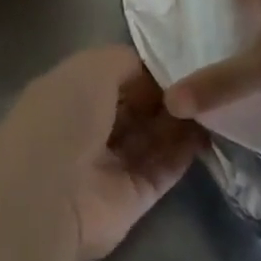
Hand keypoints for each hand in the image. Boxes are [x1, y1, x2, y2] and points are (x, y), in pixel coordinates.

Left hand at [0, 47, 203, 260]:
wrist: (47, 196)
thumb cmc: (63, 118)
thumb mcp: (91, 68)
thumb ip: (124, 62)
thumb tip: (154, 71)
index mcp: (68, 93)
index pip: (113, 76)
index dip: (145, 70)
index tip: (182, 61)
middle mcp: (86, 128)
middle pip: (134, 108)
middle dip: (165, 96)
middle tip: (203, 84)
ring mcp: (108, 165)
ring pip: (150, 139)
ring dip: (178, 123)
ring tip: (213, 105)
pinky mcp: (130, 199)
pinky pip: (162, 171)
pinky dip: (183, 154)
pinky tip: (209, 134)